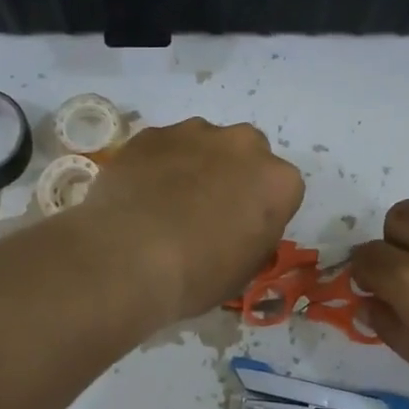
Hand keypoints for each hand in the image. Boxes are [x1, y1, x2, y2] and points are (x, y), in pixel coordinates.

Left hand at [79, 118, 304, 323]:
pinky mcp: (154, 133)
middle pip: (247, 154)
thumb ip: (256, 234)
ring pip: (205, 143)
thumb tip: (242, 225)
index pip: (282, 189)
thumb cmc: (197, 275)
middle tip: (208, 209)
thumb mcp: (245, 269)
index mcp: (278, 181)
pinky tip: (141, 194)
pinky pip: (165, 146)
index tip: (242, 230)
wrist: (127, 260)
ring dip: (196, 164)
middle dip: (234, 174)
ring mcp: (195, 132)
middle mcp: (244, 144)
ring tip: (168, 201)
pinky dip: (159, 163)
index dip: (261, 210)